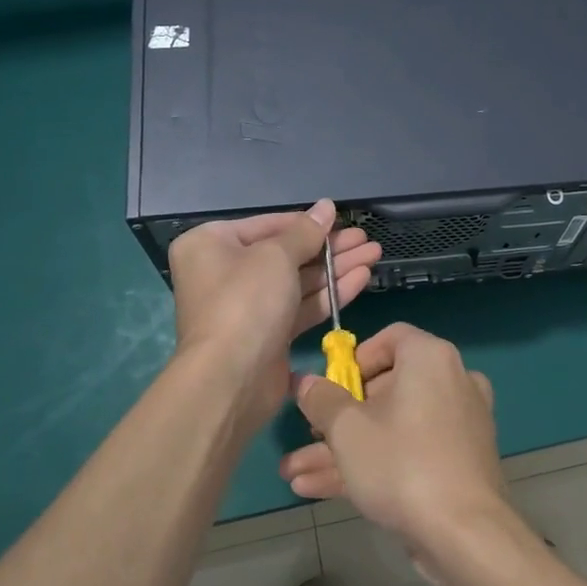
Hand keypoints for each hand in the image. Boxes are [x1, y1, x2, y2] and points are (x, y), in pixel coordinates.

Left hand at [167, 200, 381, 434]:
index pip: (268, 225)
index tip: (342, 219)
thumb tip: (326, 206)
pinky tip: (362, 278)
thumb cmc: (245, 302)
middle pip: (286, 253)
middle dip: (329, 247)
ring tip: (374, 254)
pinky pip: (301, 306)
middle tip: (366, 240)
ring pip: (298, 281)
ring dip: (336, 268)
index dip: (308, 223)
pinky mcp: (269, 334)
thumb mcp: (276, 256)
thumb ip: (306, 232)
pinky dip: (330, 293)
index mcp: (212, 245)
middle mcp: (226, 272)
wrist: (230, 379)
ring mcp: (248, 306)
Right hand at [281, 323, 513, 568]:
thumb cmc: (402, 464)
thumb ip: (321, 400)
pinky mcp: (457, 463)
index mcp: (430, 358)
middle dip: (337, 418)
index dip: (355, 360)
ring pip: (392, 428)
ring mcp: (457, 425)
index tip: (331, 387)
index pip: (390, 338)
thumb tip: (305, 381)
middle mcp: (451, 381)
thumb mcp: (347, 430)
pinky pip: (409, 451)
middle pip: (386, 389)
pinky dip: (372, 465)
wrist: (465, 534)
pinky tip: (318, 490)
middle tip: (307, 436)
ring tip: (294, 474)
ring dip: (343, 449)